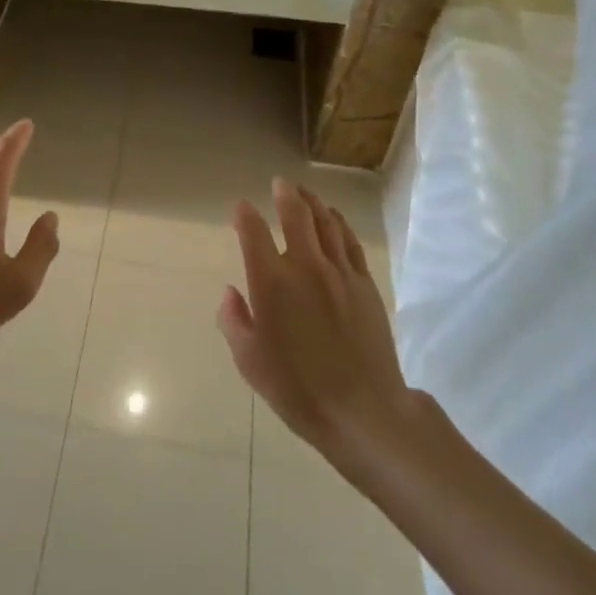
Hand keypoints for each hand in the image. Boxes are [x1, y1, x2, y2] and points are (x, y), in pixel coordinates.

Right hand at [218, 179, 413, 460]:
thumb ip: (234, 321)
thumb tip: (230, 292)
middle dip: (285, 194)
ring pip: (325, 222)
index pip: (254, 232)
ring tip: (304, 193)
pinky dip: (339, 222)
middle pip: (296, 214)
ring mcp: (339, 272)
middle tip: (280, 183)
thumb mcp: (250, 362)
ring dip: (312, 202)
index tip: (241, 207)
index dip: (245, 215)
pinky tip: (333, 218)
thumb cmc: (298, 390)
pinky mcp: (364, 283)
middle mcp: (305, 266)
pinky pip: (349, 241)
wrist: (364, 411)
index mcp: (272, 283)